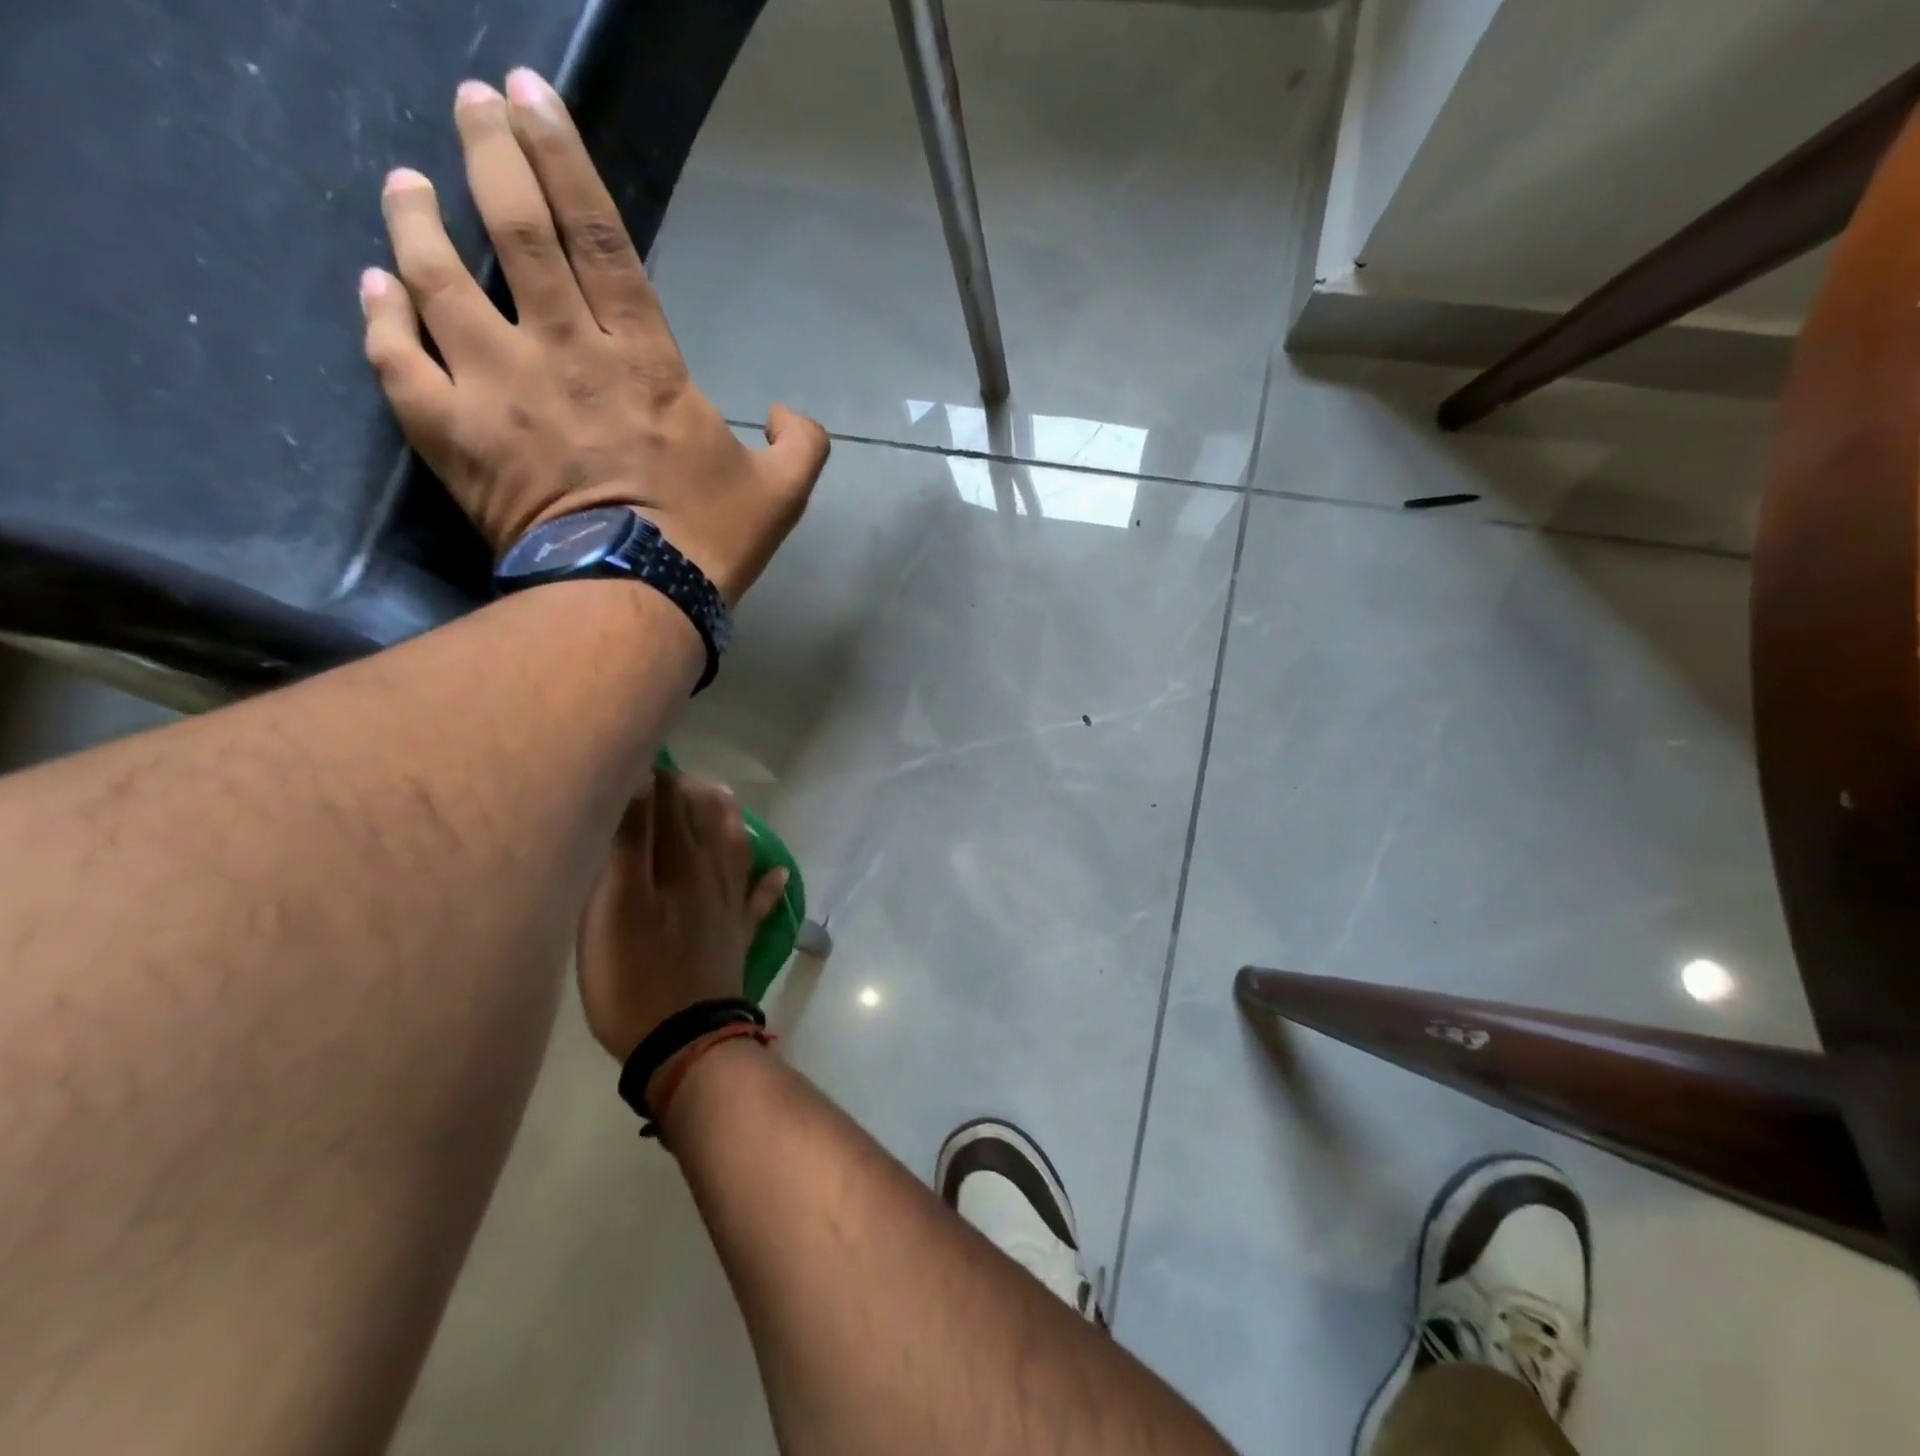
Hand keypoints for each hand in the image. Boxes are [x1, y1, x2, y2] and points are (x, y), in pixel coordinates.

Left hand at [360, 68, 828, 600]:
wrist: (632, 599)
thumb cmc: (706, 543)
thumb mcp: (782, 495)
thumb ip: (801, 444)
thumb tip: (788, 414)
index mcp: (643, 361)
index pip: (599, 237)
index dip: (564, 158)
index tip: (532, 96)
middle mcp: (563, 354)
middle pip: (517, 233)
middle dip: (491, 154)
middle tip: (472, 102)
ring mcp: (499, 391)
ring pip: (439, 281)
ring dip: (417, 222)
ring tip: (405, 184)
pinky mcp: (455, 437)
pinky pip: (399, 363)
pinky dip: (381, 320)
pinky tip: (375, 287)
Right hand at [577, 771, 788, 1063]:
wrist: (685, 1041)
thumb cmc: (636, 974)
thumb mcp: (617, 905)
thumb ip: (631, 842)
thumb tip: (642, 779)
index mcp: (679, 864)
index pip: (669, 805)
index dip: (657, 777)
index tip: (645, 753)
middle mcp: (710, 876)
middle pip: (701, 823)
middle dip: (688, 793)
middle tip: (676, 771)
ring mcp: (727, 908)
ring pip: (732, 851)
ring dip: (727, 821)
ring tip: (726, 797)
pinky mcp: (735, 939)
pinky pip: (757, 903)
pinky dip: (767, 885)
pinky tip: (778, 873)